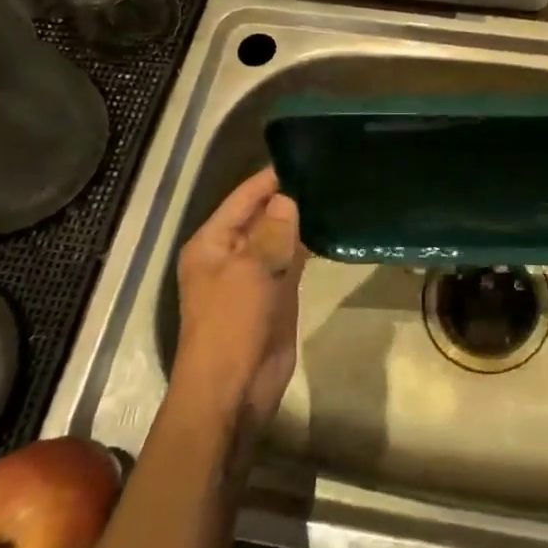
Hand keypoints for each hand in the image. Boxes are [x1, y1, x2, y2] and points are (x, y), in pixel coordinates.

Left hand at [169, 168, 306, 438]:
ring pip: (279, 236)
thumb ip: (271, 231)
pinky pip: (291, 259)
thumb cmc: (232, 325)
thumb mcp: (250, 271)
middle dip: (290, 196)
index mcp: (212, 242)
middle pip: (262, 214)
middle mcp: (230, 253)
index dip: (272, 178)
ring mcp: (253, 274)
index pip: (244, 197)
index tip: (306, 156)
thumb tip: (287, 198)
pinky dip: (307, 245)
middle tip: (329, 171)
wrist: (233, 392)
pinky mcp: (275, 294)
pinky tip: (332, 228)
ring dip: (301, 220)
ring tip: (335, 192)